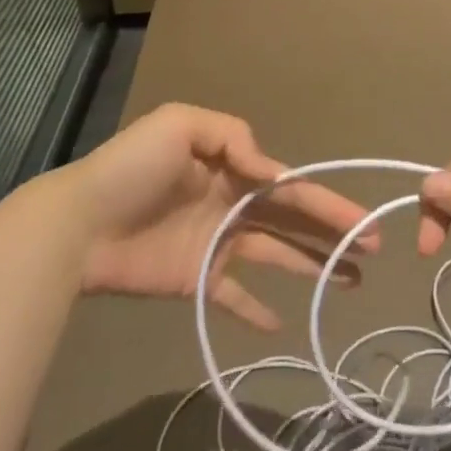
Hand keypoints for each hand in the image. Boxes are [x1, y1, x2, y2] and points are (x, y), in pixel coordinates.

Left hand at [38, 104, 376, 330]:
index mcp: (232, 169)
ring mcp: (216, 244)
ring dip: (312, 266)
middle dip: (333, 234)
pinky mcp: (197, 279)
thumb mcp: (180, 126)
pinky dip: (256, 310)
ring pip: (276, 256)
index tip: (364, 223)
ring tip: (350, 282)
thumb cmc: (131, 169)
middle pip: (292, 221)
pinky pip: (234, 297)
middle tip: (374, 251)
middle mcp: (232, 205)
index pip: (291, 186)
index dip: (328, 204)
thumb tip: (270, 170)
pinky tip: (283, 324)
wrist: (77, 223)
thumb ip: (231, 136)